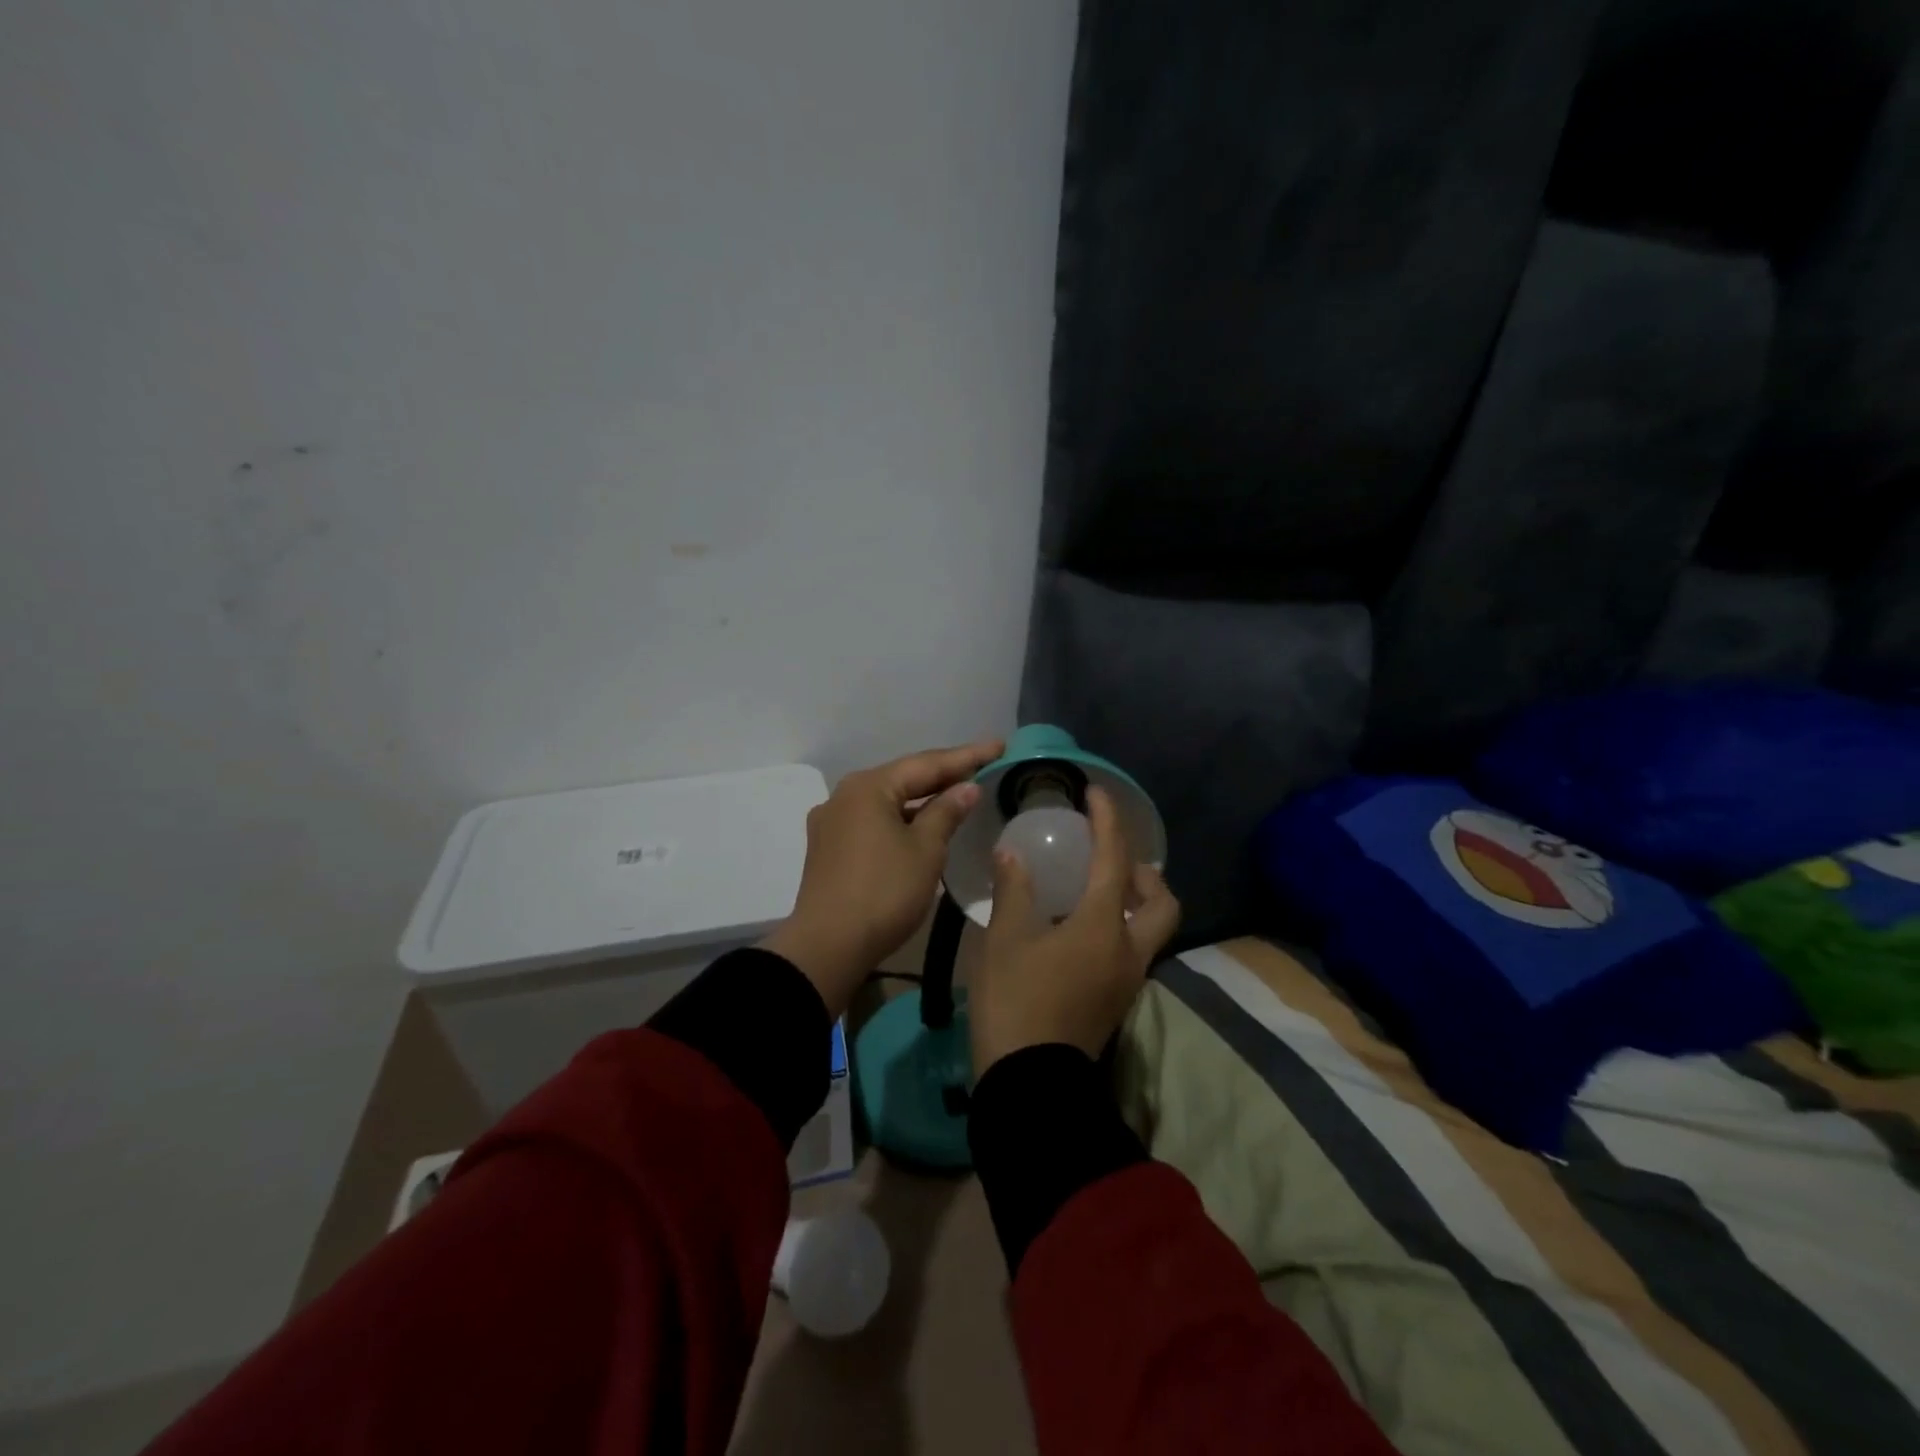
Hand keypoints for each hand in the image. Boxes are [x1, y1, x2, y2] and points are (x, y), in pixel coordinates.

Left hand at [762, 739, 1002, 1017]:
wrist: (827, 947)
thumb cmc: (884, 892)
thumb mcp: (925, 850)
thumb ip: (946, 812)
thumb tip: (965, 788)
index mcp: (868, 787)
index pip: (926, 763)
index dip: (966, 756)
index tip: (998, 745)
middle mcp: (844, 796)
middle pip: (903, 779)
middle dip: (943, 774)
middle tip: (982, 765)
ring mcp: (832, 823)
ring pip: (887, 802)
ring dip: (922, 799)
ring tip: (958, 794)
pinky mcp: (828, 849)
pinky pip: (874, 822)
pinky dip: (902, 820)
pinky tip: (921, 826)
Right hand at [970, 786, 1180, 1074]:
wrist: (1029, 1081)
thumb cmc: (1015, 1000)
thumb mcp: (1005, 939)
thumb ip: (1014, 890)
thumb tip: (1012, 853)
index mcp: (1102, 926)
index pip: (1114, 860)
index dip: (1108, 821)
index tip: (1096, 794)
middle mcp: (1127, 949)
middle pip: (1162, 903)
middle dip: (1145, 874)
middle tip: (1112, 861)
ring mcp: (1127, 979)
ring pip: (1151, 929)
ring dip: (1136, 902)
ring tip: (1096, 891)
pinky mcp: (1117, 1001)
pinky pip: (1133, 950)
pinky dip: (1120, 927)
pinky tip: (1081, 928)